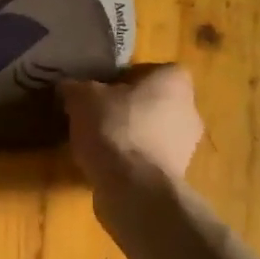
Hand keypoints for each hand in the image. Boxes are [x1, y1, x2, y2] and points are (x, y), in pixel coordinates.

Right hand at [58, 65, 203, 190]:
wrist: (134, 188)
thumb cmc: (115, 129)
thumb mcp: (82, 98)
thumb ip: (76, 87)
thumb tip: (69, 87)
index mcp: (174, 81)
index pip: (149, 70)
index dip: (122, 78)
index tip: (99, 91)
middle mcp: (189, 110)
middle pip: (151, 102)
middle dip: (125, 109)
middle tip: (95, 116)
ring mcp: (186, 146)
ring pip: (150, 132)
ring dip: (128, 136)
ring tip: (95, 144)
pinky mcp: (175, 175)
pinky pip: (147, 159)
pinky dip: (130, 161)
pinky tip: (106, 166)